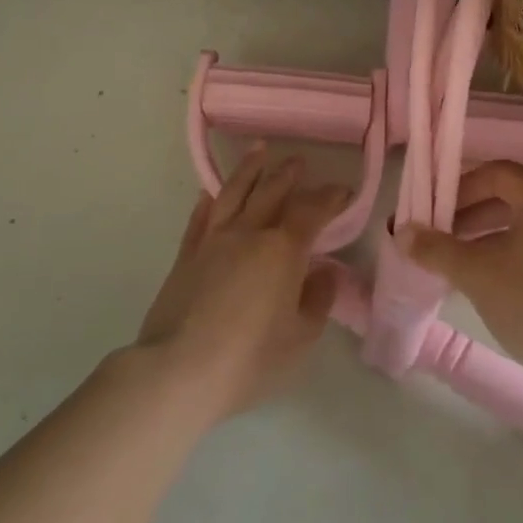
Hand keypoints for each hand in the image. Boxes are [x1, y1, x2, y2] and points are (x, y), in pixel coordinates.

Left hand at [136, 147, 350, 417]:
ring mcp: (213, 241)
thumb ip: (317, 299)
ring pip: (233, 194)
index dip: (330, 197)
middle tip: (299, 160)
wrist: (179, 371)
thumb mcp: (300, 336)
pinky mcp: (186, 257)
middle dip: (288, 174)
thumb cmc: (250, 358)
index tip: (343, 191)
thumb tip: (323, 272)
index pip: (312, 211)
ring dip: (248, 170)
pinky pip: (199, 219)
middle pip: (271, 192)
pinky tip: (210, 193)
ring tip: (259, 151)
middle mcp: (248, 234)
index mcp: (283, 250)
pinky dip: (208, 201)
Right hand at [400, 160, 522, 389]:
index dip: (458, 190)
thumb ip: (437, 250)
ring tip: (462, 266)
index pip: (494, 174)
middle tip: (440, 241)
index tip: (432, 215)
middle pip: (511, 198)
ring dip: (489, 238)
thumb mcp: (478, 274)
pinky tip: (496, 286)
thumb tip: (401, 232)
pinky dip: (513, 255)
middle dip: (470, 216)